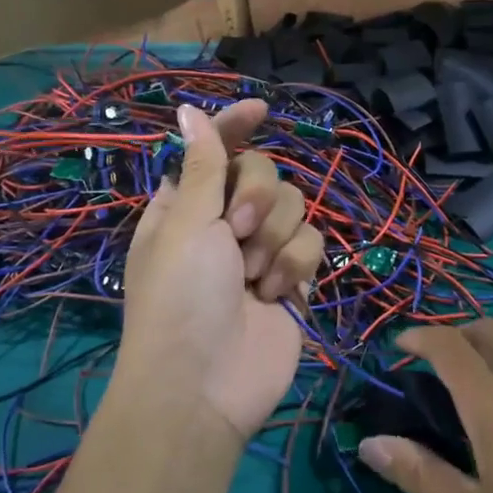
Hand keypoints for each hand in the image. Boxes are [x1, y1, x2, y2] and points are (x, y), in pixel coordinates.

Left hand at [118, 100, 324, 440]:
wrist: (205, 385)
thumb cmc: (180, 297)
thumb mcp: (185, 224)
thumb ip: (202, 165)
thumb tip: (188, 109)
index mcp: (187, 204)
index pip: (215, 149)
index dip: (235, 125)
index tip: (261, 108)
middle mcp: (225, 221)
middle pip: (264, 172)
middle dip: (257, 197)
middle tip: (237, 230)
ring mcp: (262, 250)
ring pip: (295, 205)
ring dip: (275, 238)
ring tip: (252, 277)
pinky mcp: (293, 277)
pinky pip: (312, 243)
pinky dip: (295, 265)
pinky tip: (274, 295)